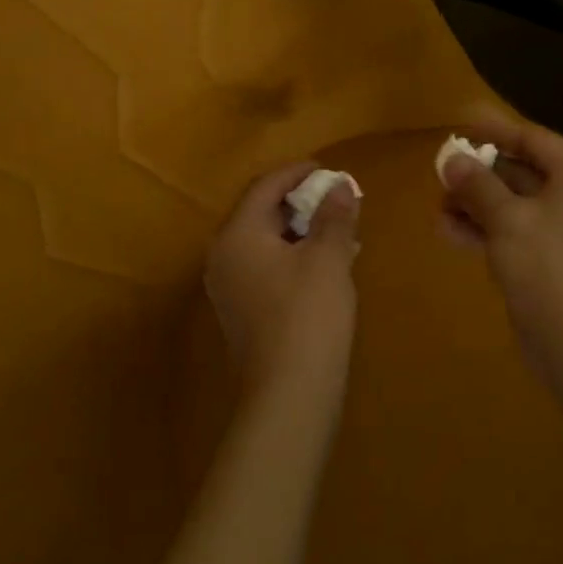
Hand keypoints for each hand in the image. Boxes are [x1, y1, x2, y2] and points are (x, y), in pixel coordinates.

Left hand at [205, 162, 361, 405]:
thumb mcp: (328, 258)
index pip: (264, 187)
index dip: (296, 173)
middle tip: (334, 198)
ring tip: (335, 229)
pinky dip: (291, 256)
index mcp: (237, 235)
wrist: (289, 394)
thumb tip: (339, 186)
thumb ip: (333, 216)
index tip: (327, 169)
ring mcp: (229, 287)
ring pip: (263, 242)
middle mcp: (223, 256)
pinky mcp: (241, 311)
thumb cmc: (308, 315)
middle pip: (259, 213)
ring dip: (298, 230)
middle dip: (298, 202)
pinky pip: (265, 267)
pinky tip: (322, 264)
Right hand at [439, 118, 562, 379]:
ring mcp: (560, 231)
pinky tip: (450, 231)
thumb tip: (452, 159)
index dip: (494, 129)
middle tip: (440, 168)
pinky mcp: (545, 259)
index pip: (532, 139)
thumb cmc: (547, 268)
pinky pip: (511, 230)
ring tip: (439, 204)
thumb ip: (478, 185)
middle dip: (479, 171)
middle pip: (520, 170)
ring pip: (511, 203)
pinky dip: (483, 227)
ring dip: (475, 201)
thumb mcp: (507, 220)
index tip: (459, 121)